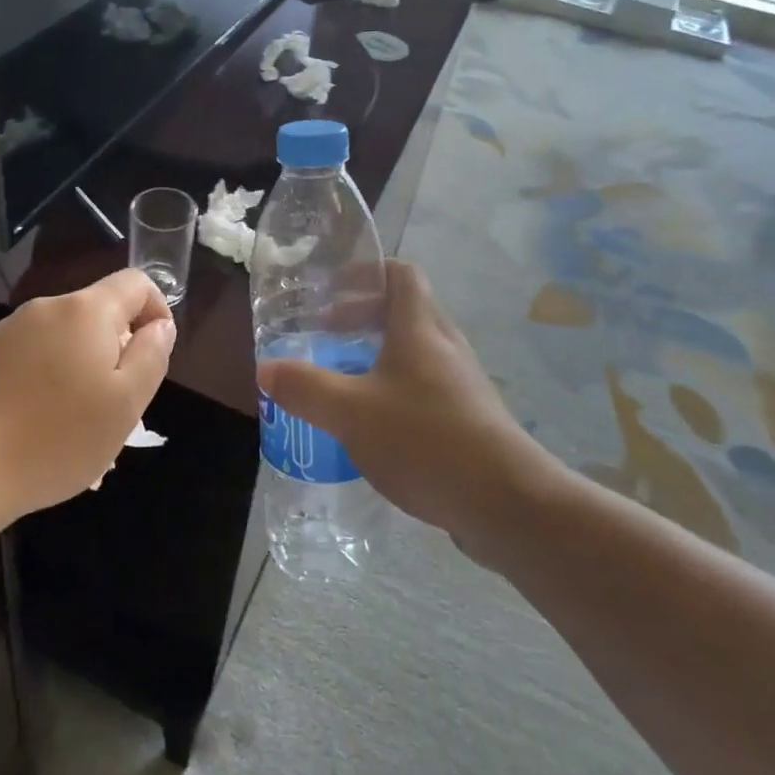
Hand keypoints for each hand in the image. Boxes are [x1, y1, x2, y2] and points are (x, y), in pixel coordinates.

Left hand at [0, 269, 175, 517]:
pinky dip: (44, 377)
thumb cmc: (58, 439)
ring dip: (79, 366)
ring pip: (63, 337)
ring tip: (73, 422)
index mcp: (86, 310)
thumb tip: (160, 326)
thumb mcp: (127, 404)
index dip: (156, 311)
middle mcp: (47, 308)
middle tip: (113, 404)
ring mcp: (8, 329)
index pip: (136, 282)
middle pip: (98, 312)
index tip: (152, 356)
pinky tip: (34, 422)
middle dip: (115, 348)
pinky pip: (30, 355)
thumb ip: (152, 354)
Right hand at [257, 261, 550, 553]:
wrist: (507, 502)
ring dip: (380, 354)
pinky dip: (398, 389)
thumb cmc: (425, 439)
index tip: (334, 287)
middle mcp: (446, 346)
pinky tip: (377, 425)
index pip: (401, 274)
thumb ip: (306, 388)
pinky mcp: (472, 418)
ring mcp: (463, 383)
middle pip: (406, 311)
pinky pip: (428, 386)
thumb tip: (267, 368)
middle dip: (364, 316)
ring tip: (346, 379)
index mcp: (420, 328)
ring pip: (417, 351)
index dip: (368, 271)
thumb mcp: (351, 413)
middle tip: (327, 334)